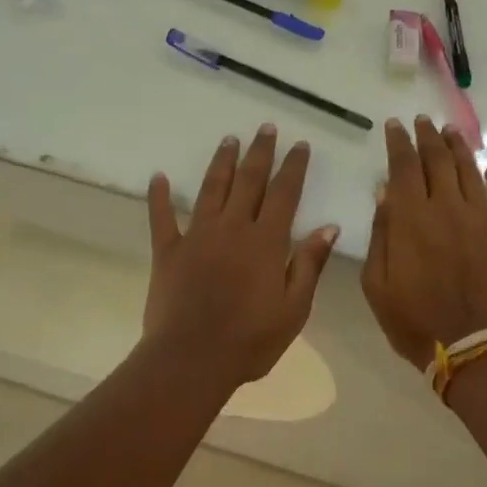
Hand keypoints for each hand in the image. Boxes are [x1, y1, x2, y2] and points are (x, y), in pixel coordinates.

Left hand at [145, 125, 338, 387]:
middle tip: (265, 127)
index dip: (293, 167)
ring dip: (222, 162)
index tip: (299, 144)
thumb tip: (328, 227)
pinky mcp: (168, 251)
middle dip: (260, 152)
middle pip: (249, 181)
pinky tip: (158, 176)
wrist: (192, 359)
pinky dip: (159, 196)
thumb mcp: (294, 308)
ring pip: (212, 189)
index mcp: (266, 241)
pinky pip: (162, 217)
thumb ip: (309, 264)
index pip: (284, 193)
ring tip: (229, 139)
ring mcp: (197, 236)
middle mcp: (233, 228)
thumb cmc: (251, 340)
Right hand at [363, 117, 486, 370]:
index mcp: (412, 218)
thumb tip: (384, 193)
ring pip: (471, 171)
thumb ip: (380, 234)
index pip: (404, 167)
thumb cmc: (415, 321)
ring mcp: (483, 219)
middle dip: (427, 137)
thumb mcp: (378, 284)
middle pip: (438, 160)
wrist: (475, 347)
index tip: (395, 125)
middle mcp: (448, 208)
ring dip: (459, 148)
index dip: (399, 143)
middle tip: (422, 121)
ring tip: (451, 132)